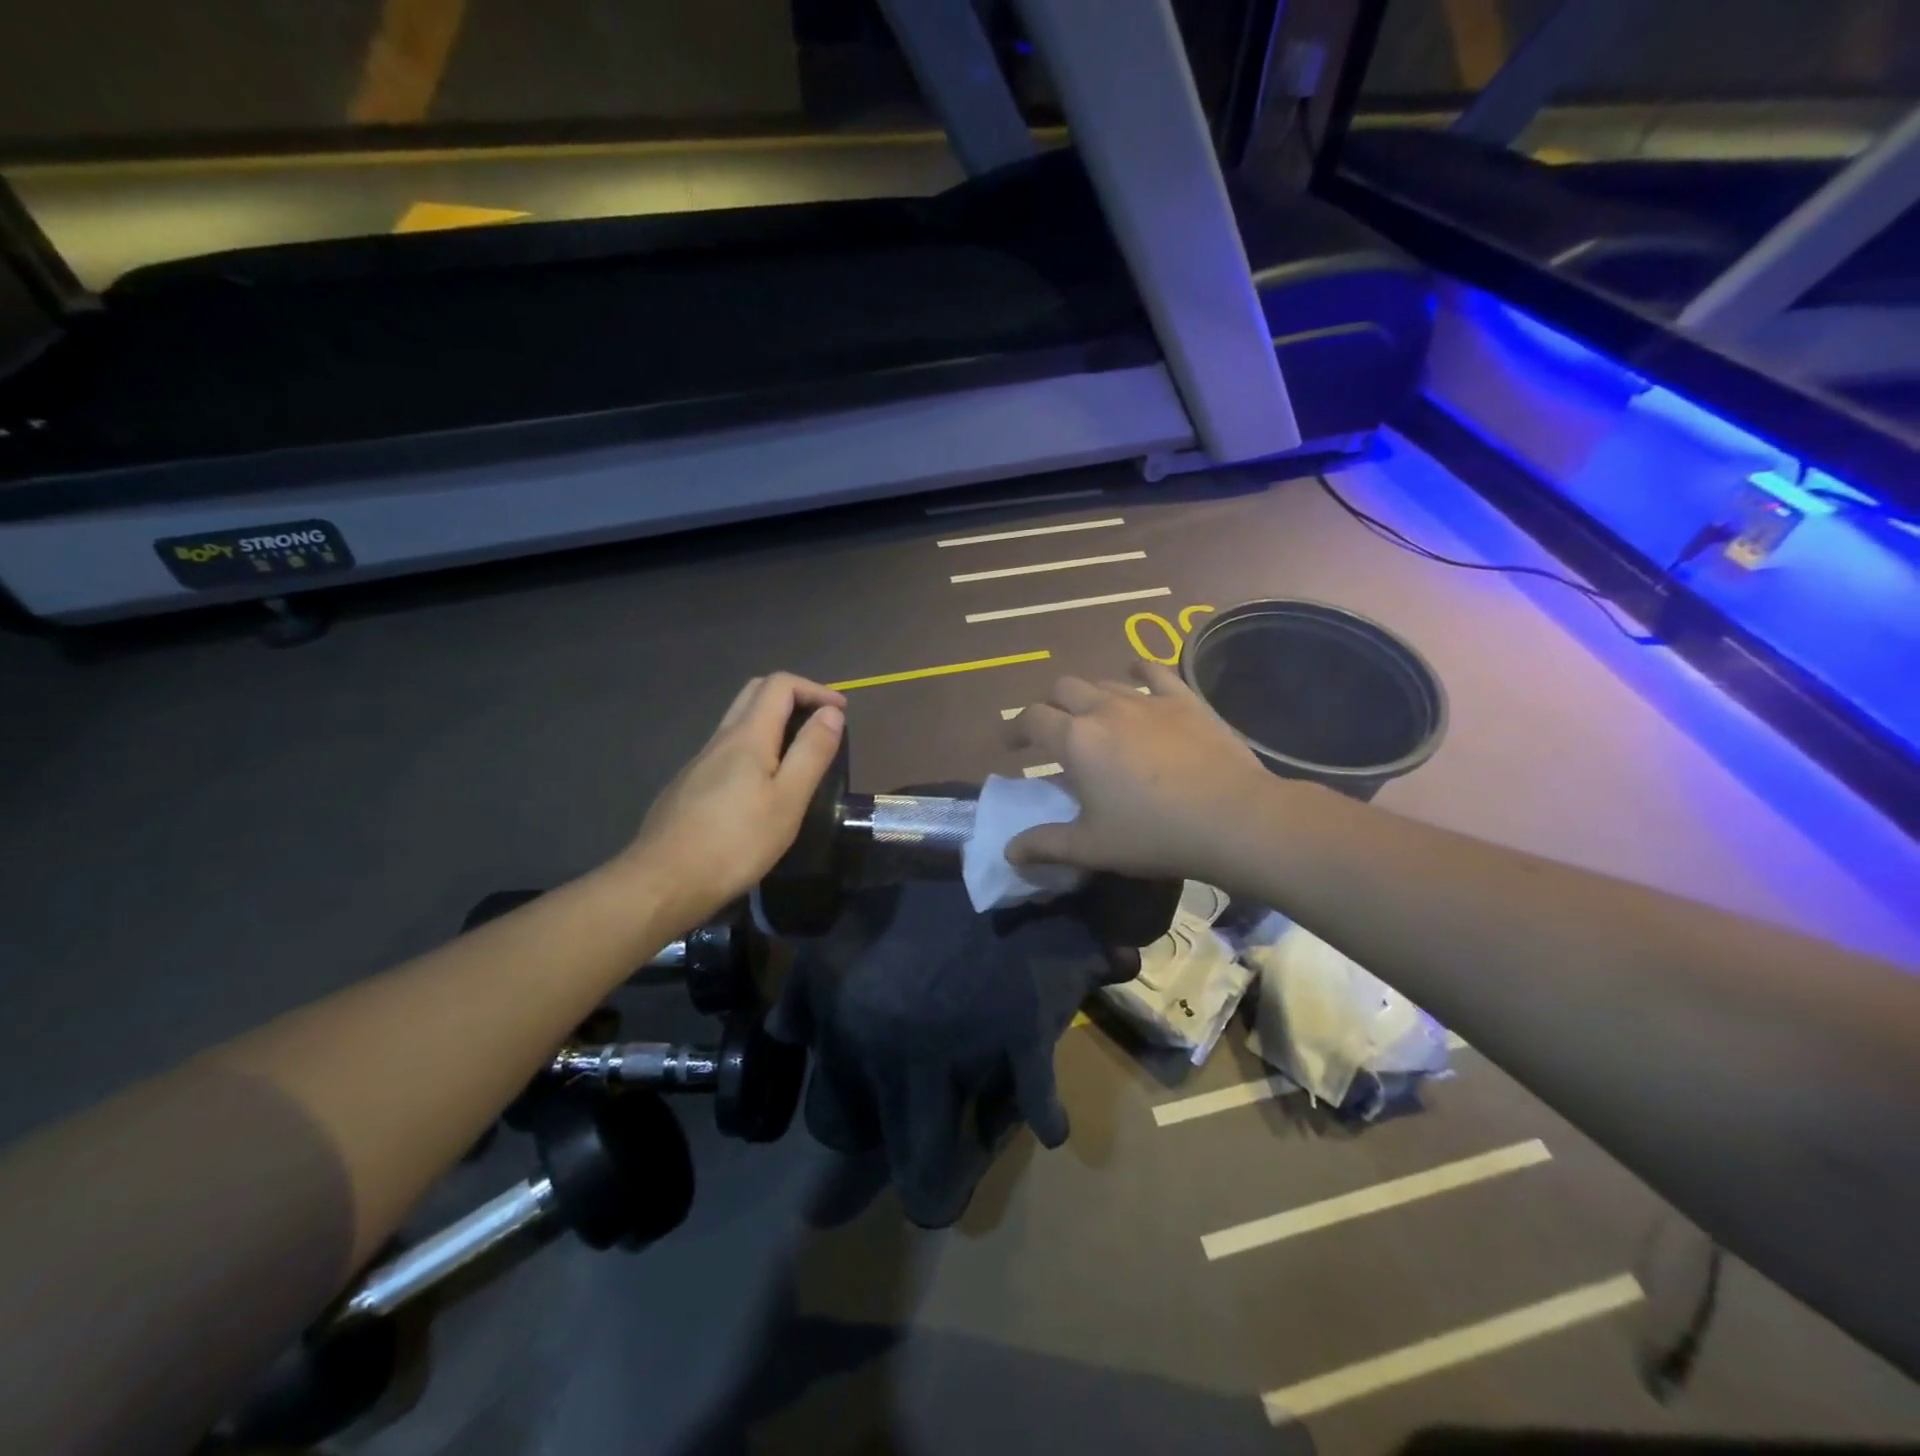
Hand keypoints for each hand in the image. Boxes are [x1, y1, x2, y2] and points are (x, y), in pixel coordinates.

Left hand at [613, 673, 845, 929]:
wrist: (664, 882)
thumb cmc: (736, 843)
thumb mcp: (788, 800)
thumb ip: (811, 752)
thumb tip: (831, 713)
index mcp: (747, 736)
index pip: (780, 685)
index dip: (814, 689)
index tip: (841, 712)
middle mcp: (720, 740)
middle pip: (754, 693)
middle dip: (792, 696)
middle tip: (820, 722)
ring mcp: (699, 763)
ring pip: (737, 722)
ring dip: (772, 722)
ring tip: (798, 753)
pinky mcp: (688, 786)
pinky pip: (726, 750)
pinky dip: (754, 747)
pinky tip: (760, 785)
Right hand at [1003, 661, 1272, 886]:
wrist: (1233, 819)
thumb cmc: (1153, 834)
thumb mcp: (1091, 846)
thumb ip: (1045, 844)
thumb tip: (1009, 851)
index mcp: (1075, 740)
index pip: (1031, 719)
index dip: (1015, 728)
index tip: (1011, 745)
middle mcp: (1104, 708)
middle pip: (1063, 689)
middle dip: (1050, 705)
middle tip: (1052, 730)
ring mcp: (1146, 699)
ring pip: (1103, 681)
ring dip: (1088, 694)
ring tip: (1092, 715)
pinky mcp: (1184, 700)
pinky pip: (1153, 671)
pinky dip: (1137, 671)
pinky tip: (1134, 674)